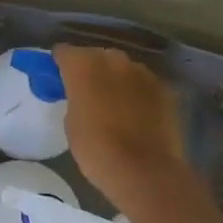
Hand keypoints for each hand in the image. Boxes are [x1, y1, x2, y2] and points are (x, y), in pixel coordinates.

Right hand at [53, 44, 191, 219]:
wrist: (144, 171)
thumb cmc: (96, 148)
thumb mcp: (71, 121)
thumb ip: (75, 97)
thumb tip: (83, 94)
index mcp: (83, 65)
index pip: (64, 51)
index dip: (60, 64)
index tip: (58, 79)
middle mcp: (113, 59)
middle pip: (96, 56)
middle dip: (91, 70)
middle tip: (87, 93)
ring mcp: (143, 73)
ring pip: (123, 69)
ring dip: (116, 80)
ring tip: (114, 104)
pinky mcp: (165, 89)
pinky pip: (144, 85)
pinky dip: (138, 94)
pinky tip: (137, 114)